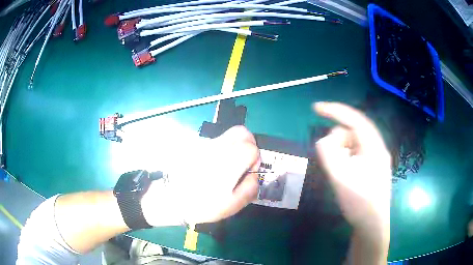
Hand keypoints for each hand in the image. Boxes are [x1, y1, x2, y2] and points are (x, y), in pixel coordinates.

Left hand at [142, 126, 260, 225]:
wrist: (170, 200)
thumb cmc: (202, 205)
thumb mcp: (232, 205)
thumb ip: (250, 187)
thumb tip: (254, 174)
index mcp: (229, 163)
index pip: (251, 146)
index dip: (255, 158)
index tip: (248, 171)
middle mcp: (217, 148)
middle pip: (241, 131)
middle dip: (248, 144)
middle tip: (243, 162)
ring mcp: (205, 145)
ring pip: (228, 135)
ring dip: (234, 147)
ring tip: (227, 166)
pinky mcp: (196, 147)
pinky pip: (215, 142)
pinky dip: (221, 149)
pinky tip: (213, 166)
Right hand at [314, 102, 390, 234]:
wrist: (372, 225)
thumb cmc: (359, 203)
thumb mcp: (341, 179)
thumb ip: (329, 155)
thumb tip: (323, 140)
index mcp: (375, 147)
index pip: (355, 120)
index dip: (335, 110)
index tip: (315, 108)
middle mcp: (377, 149)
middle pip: (354, 132)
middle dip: (338, 140)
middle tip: (330, 159)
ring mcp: (376, 158)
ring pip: (354, 144)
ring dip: (342, 151)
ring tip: (338, 171)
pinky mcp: (372, 168)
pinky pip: (355, 154)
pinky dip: (346, 157)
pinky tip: (344, 173)